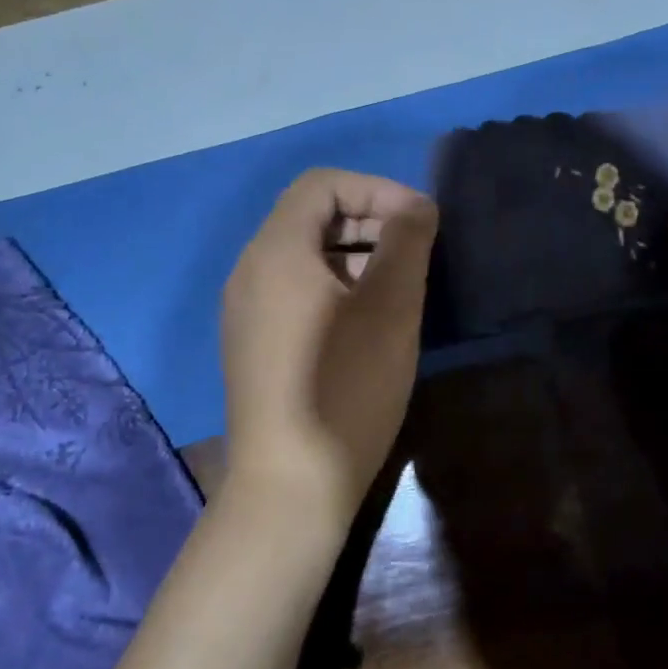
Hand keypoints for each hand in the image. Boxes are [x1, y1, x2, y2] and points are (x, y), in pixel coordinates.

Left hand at [220, 169, 437, 526]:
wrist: (290, 485)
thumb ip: (405, 242)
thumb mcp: (389, 308)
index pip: (322, 184)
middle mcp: (250, 272)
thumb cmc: (345, 388)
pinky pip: (295, 292)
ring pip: (304, 257)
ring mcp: (246, 312)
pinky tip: (368, 323)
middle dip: (368, 220)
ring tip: (400, 287)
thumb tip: (416, 206)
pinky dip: (335, 286)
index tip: (421, 221)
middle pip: (309, 217)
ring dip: (355, 255)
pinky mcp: (254, 345)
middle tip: (416, 252)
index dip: (376, 188)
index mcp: (275, 252)